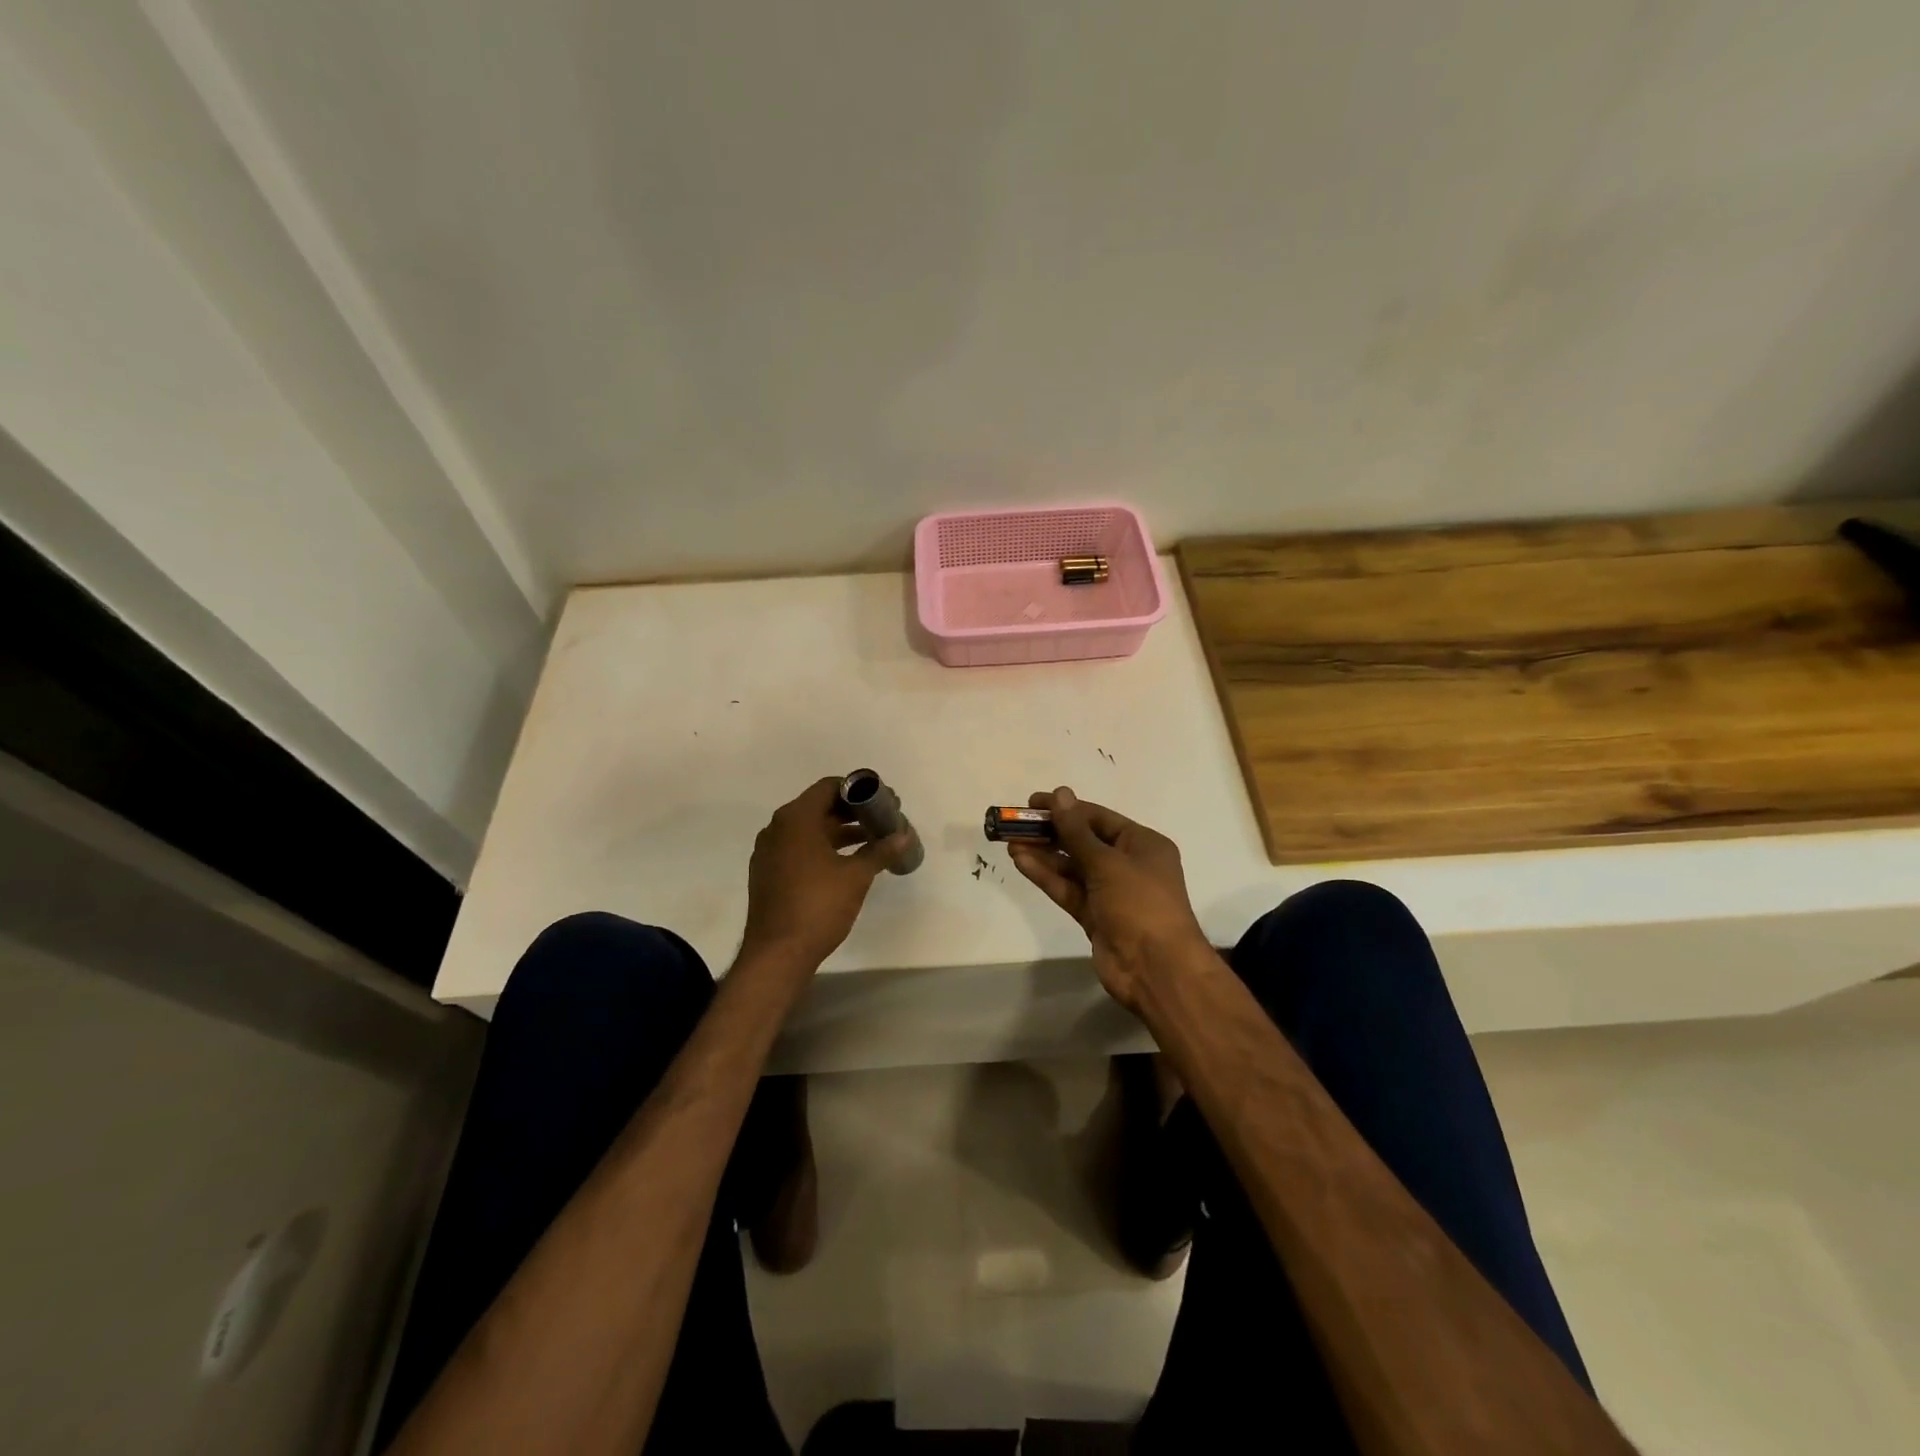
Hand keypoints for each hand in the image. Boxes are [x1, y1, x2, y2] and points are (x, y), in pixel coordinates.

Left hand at [742, 778, 904, 967]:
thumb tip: (903, 836)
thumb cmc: (818, 906)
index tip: (883, 801)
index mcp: (795, 819)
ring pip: (809, 829)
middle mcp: (777, 828)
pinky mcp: (768, 872)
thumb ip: (880, 851)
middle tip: (883, 820)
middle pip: (819, 806)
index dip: (858, 790)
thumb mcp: (855, 876)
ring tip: (873, 840)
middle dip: (852, 812)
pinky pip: (799, 848)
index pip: (829, 787)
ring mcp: (769, 851)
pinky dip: (823, 848)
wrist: (777, 954)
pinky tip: (848, 862)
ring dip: (840, 831)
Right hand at [1006, 787, 1209, 1011]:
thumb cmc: (1140, 904)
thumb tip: (1060, 794)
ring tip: (1011, 842)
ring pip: (1072, 867)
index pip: (1098, 818)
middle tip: (1016, 824)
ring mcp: (1110, 892)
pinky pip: (1068, 889)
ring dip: (1044, 854)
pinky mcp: (1094, 915)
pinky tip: (1022, 862)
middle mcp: (1127, 864)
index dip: (1066, 808)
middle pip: (1083, 841)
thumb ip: (1077, 832)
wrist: (1156, 969)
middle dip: (1051, 832)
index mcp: (1142, 844)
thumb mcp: (1107, 863)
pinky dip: (1046, 876)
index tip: (1033, 803)